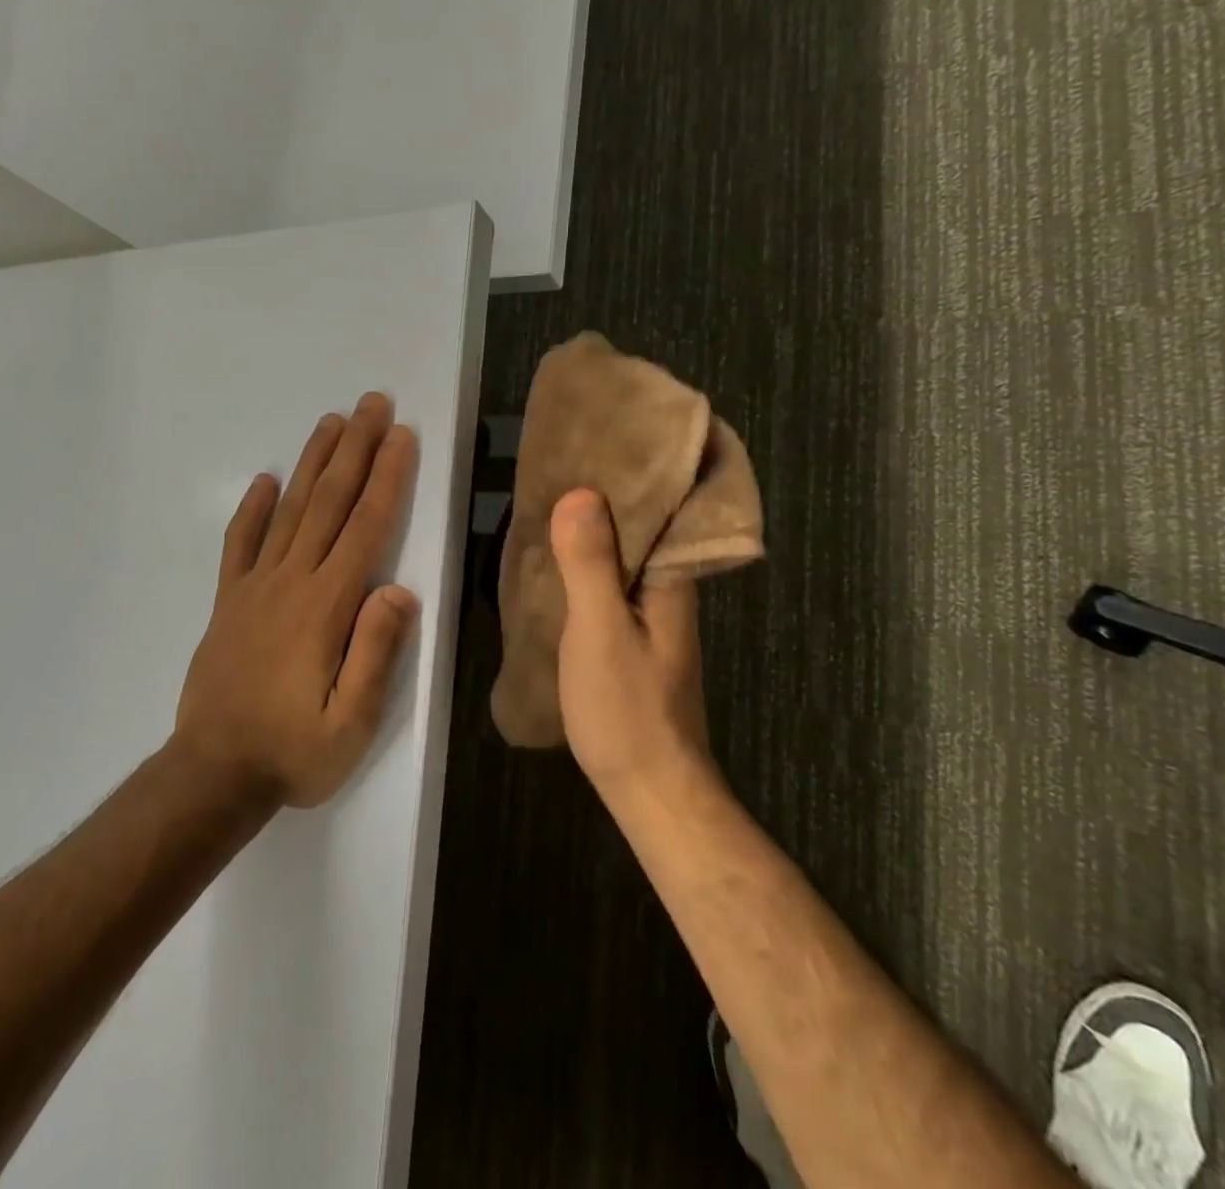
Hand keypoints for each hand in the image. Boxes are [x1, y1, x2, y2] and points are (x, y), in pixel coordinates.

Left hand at [174, 394, 419, 807]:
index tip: (401, 437)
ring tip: (331, 422)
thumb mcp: (352, 723)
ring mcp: (254, 587)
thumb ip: (376, 652)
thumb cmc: (293, 752)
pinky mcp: (229, 601)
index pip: (365, 528)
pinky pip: (239, 544)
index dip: (386, 478)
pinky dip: (252, 509)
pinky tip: (264, 480)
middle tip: (372, 404)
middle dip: (355, 450)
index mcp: (326, 607)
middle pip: (329, 503)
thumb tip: (399, 589)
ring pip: (289, 511)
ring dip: (312, 463)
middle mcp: (291, 582)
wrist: (213, 774)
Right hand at [549, 489, 712, 797]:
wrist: (649, 789)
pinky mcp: (633, 636)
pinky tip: (557, 558)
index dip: (638, 470)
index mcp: (671, 579)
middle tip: (563, 459)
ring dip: (596, 526)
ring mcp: (652, 615)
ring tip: (553, 495)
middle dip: (609, 492)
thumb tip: (580, 493)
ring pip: (625, 554)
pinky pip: (610, 581)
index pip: (664, 506)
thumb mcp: (601, 632)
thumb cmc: (628, 709)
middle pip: (643, 526)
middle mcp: (668, 589)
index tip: (605, 436)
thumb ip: (590, 565)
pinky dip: (587, 561)